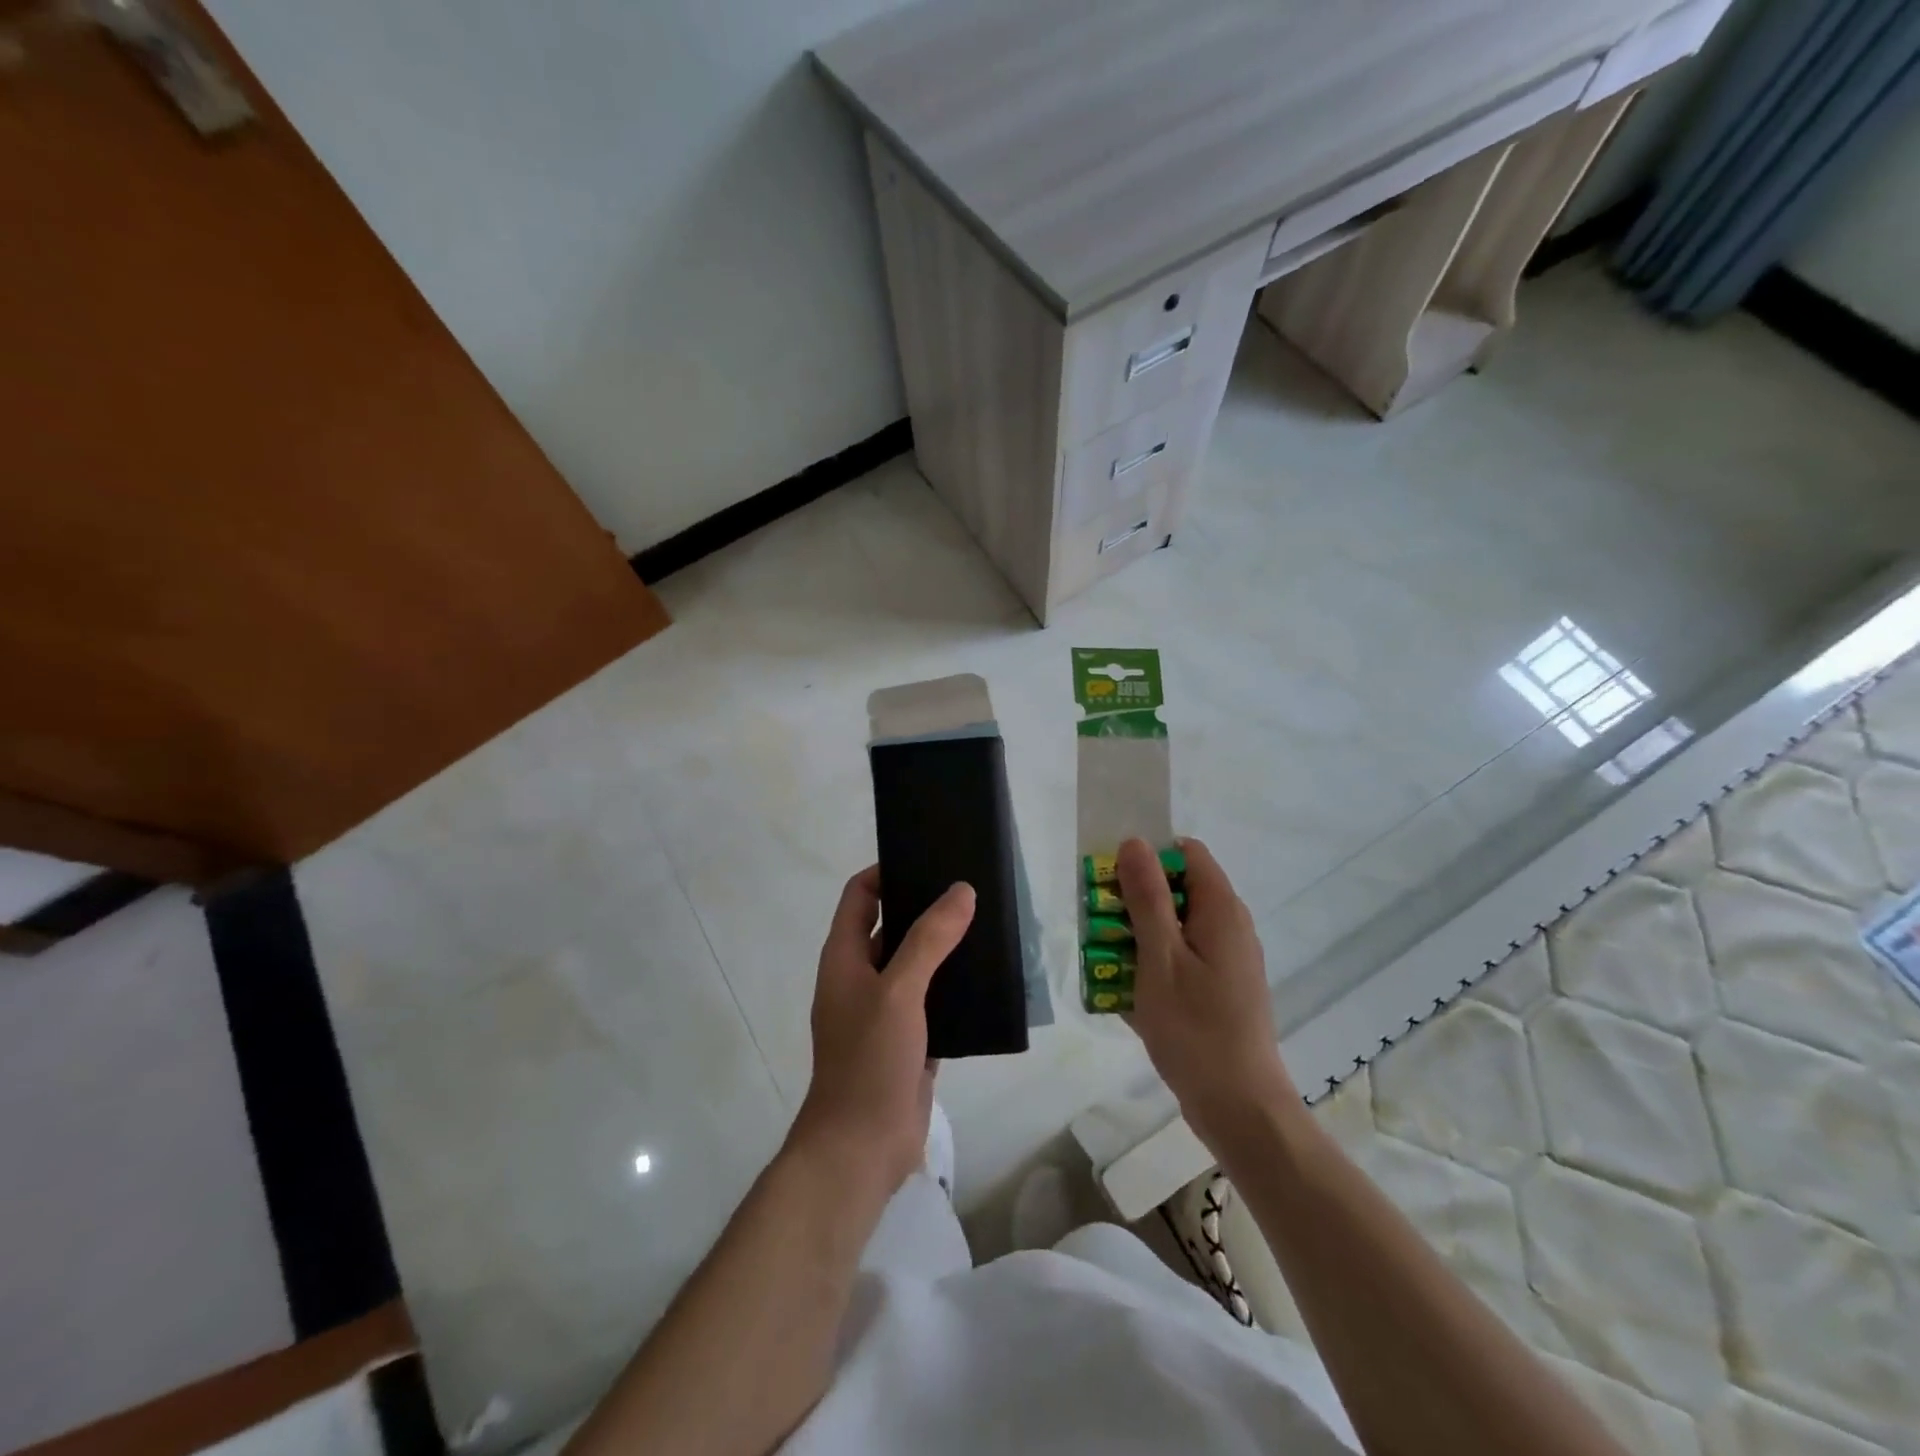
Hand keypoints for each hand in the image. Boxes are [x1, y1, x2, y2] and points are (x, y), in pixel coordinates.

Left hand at [789, 867, 975, 1195]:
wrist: (861, 1149)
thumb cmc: (869, 1060)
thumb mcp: (898, 991)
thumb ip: (929, 939)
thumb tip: (961, 891)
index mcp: (844, 957)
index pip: (860, 895)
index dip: (886, 872)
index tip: (927, 858)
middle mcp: (861, 977)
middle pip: (891, 926)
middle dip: (925, 907)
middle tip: (970, 889)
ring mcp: (885, 1011)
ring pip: (917, 964)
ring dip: (944, 947)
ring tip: (988, 925)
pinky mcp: (910, 1040)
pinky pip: (934, 1000)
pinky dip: (955, 987)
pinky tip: (989, 978)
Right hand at [1118, 837, 1297, 1150]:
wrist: (1239, 1108)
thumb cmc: (1195, 1028)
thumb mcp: (1160, 957)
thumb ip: (1147, 897)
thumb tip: (1135, 842)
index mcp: (1221, 909)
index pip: (1186, 853)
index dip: (1148, 857)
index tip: (1112, 881)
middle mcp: (1228, 927)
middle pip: (1177, 890)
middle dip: (1134, 901)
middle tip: (1099, 926)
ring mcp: (1225, 961)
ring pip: (1174, 927)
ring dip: (1137, 937)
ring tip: (1104, 963)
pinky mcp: (1219, 990)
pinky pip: (1180, 960)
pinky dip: (1152, 966)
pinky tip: (1126, 994)